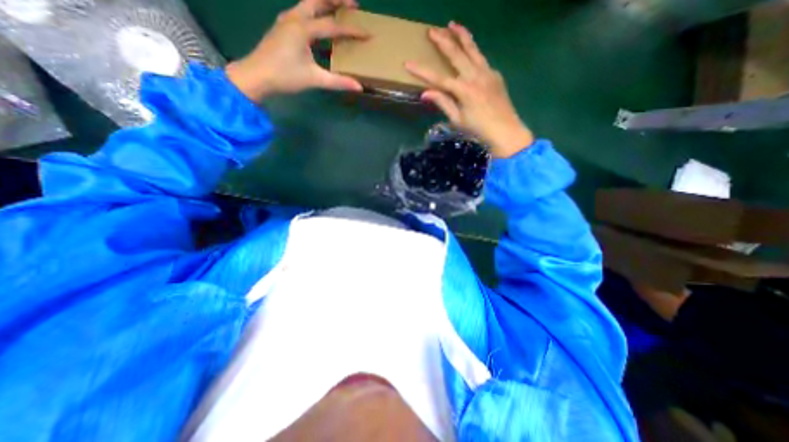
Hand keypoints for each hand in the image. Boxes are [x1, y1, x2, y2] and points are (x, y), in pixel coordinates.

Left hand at [224, 1, 366, 99]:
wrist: (256, 76)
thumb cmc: (285, 76)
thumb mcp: (315, 79)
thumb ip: (338, 82)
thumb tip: (359, 87)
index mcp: (303, 28)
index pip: (333, 26)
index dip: (352, 31)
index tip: (368, 33)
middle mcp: (294, 18)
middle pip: (317, 0)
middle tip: (353, 3)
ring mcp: (286, 20)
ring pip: (308, 4)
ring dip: (324, 3)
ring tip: (338, 8)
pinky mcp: (282, 27)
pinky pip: (302, 13)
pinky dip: (314, 13)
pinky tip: (319, 22)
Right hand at [406, 22, 529, 155]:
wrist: (505, 130)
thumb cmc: (478, 129)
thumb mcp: (457, 120)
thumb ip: (443, 103)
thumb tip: (425, 93)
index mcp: (464, 90)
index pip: (438, 78)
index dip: (422, 71)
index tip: (408, 63)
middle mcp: (475, 76)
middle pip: (457, 54)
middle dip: (443, 41)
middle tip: (432, 30)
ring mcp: (487, 73)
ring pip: (473, 49)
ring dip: (462, 36)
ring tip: (453, 24)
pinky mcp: (495, 74)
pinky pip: (482, 59)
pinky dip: (473, 52)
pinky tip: (469, 51)